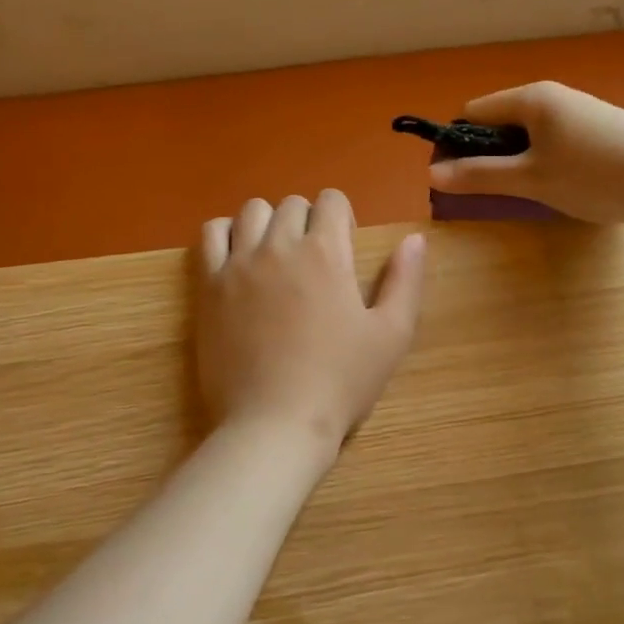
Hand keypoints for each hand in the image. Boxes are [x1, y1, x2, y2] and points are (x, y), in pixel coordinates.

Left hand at [196, 190, 425, 448]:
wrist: (274, 424)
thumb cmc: (340, 382)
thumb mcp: (391, 335)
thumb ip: (406, 281)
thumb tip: (414, 238)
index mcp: (326, 253)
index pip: (331, 200)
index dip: (342, 217)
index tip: (345, 248)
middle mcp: (279, 246)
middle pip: (292, 204)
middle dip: (308, 221)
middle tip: (315, 260)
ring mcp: (239, 264)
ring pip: (251, 212)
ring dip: (269, 223)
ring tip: (276, 256)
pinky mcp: (209, 286)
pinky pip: (211, 235)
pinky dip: (226, 234)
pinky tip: (239, 259)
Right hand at [427, 82, 623, 223]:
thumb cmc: (592, 174)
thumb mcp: (530, 179)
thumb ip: (480, 176)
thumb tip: (433, 174)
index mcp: (530, 99)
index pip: (473, 112)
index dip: (456, 144)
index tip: (455, 178)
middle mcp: (554, 96)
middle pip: (502, 122)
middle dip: (487, 155)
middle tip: (490, 192)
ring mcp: (581, 112)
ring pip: (531, 134)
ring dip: (518, 161)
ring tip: (527, 194)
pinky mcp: (603, 129)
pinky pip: (556, 141)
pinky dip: (546, 162)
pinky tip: (562, 187)